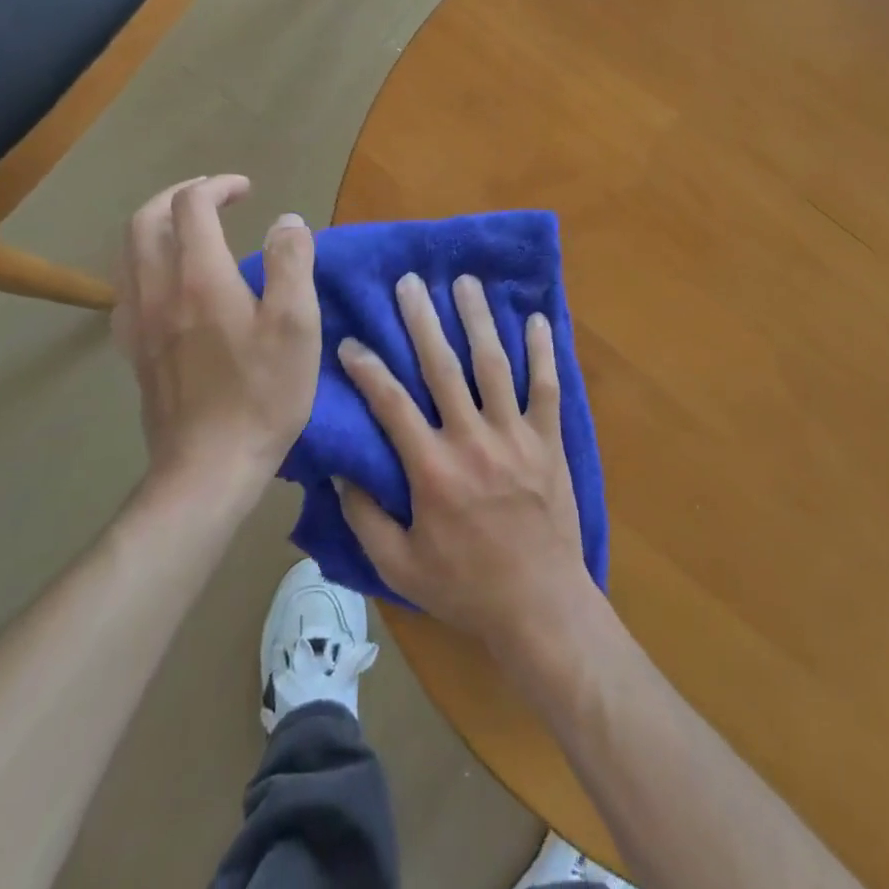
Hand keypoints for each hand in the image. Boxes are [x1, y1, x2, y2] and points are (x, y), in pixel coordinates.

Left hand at [114, 175, 320, 496]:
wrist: (208, 468)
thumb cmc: (262, 394)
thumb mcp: (296, 325)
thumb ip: (292, 263)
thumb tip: (286, 221)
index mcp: (199, 278)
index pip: (191, 206)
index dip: (218, 186)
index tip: (248, 191)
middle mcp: (158, 291)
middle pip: (146, 220)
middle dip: (179, 196)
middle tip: (215, 197)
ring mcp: (138, 323)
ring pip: (129, 252)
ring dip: (158, 226)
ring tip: (192, 230)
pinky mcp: (134, 351)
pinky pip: (127, 288)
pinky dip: (146, 264)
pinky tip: (171, 282)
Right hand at [336, 273, 595, 650]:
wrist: (540, 605)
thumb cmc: (465, 587)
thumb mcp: (398, 567)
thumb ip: (365, 519)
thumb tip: (340, 472)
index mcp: (431, 470)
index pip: (391, 404)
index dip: (367, 369)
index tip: (351, 341)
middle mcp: (471, 440)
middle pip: (443, 367)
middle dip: (423, 321)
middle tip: (410, 283)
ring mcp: (514, 437)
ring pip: (494, 365)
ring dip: (478, 320)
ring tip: (466, 283)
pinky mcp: (548, 441)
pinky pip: (546, 387)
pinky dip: (542, 352)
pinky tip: (537, 318)